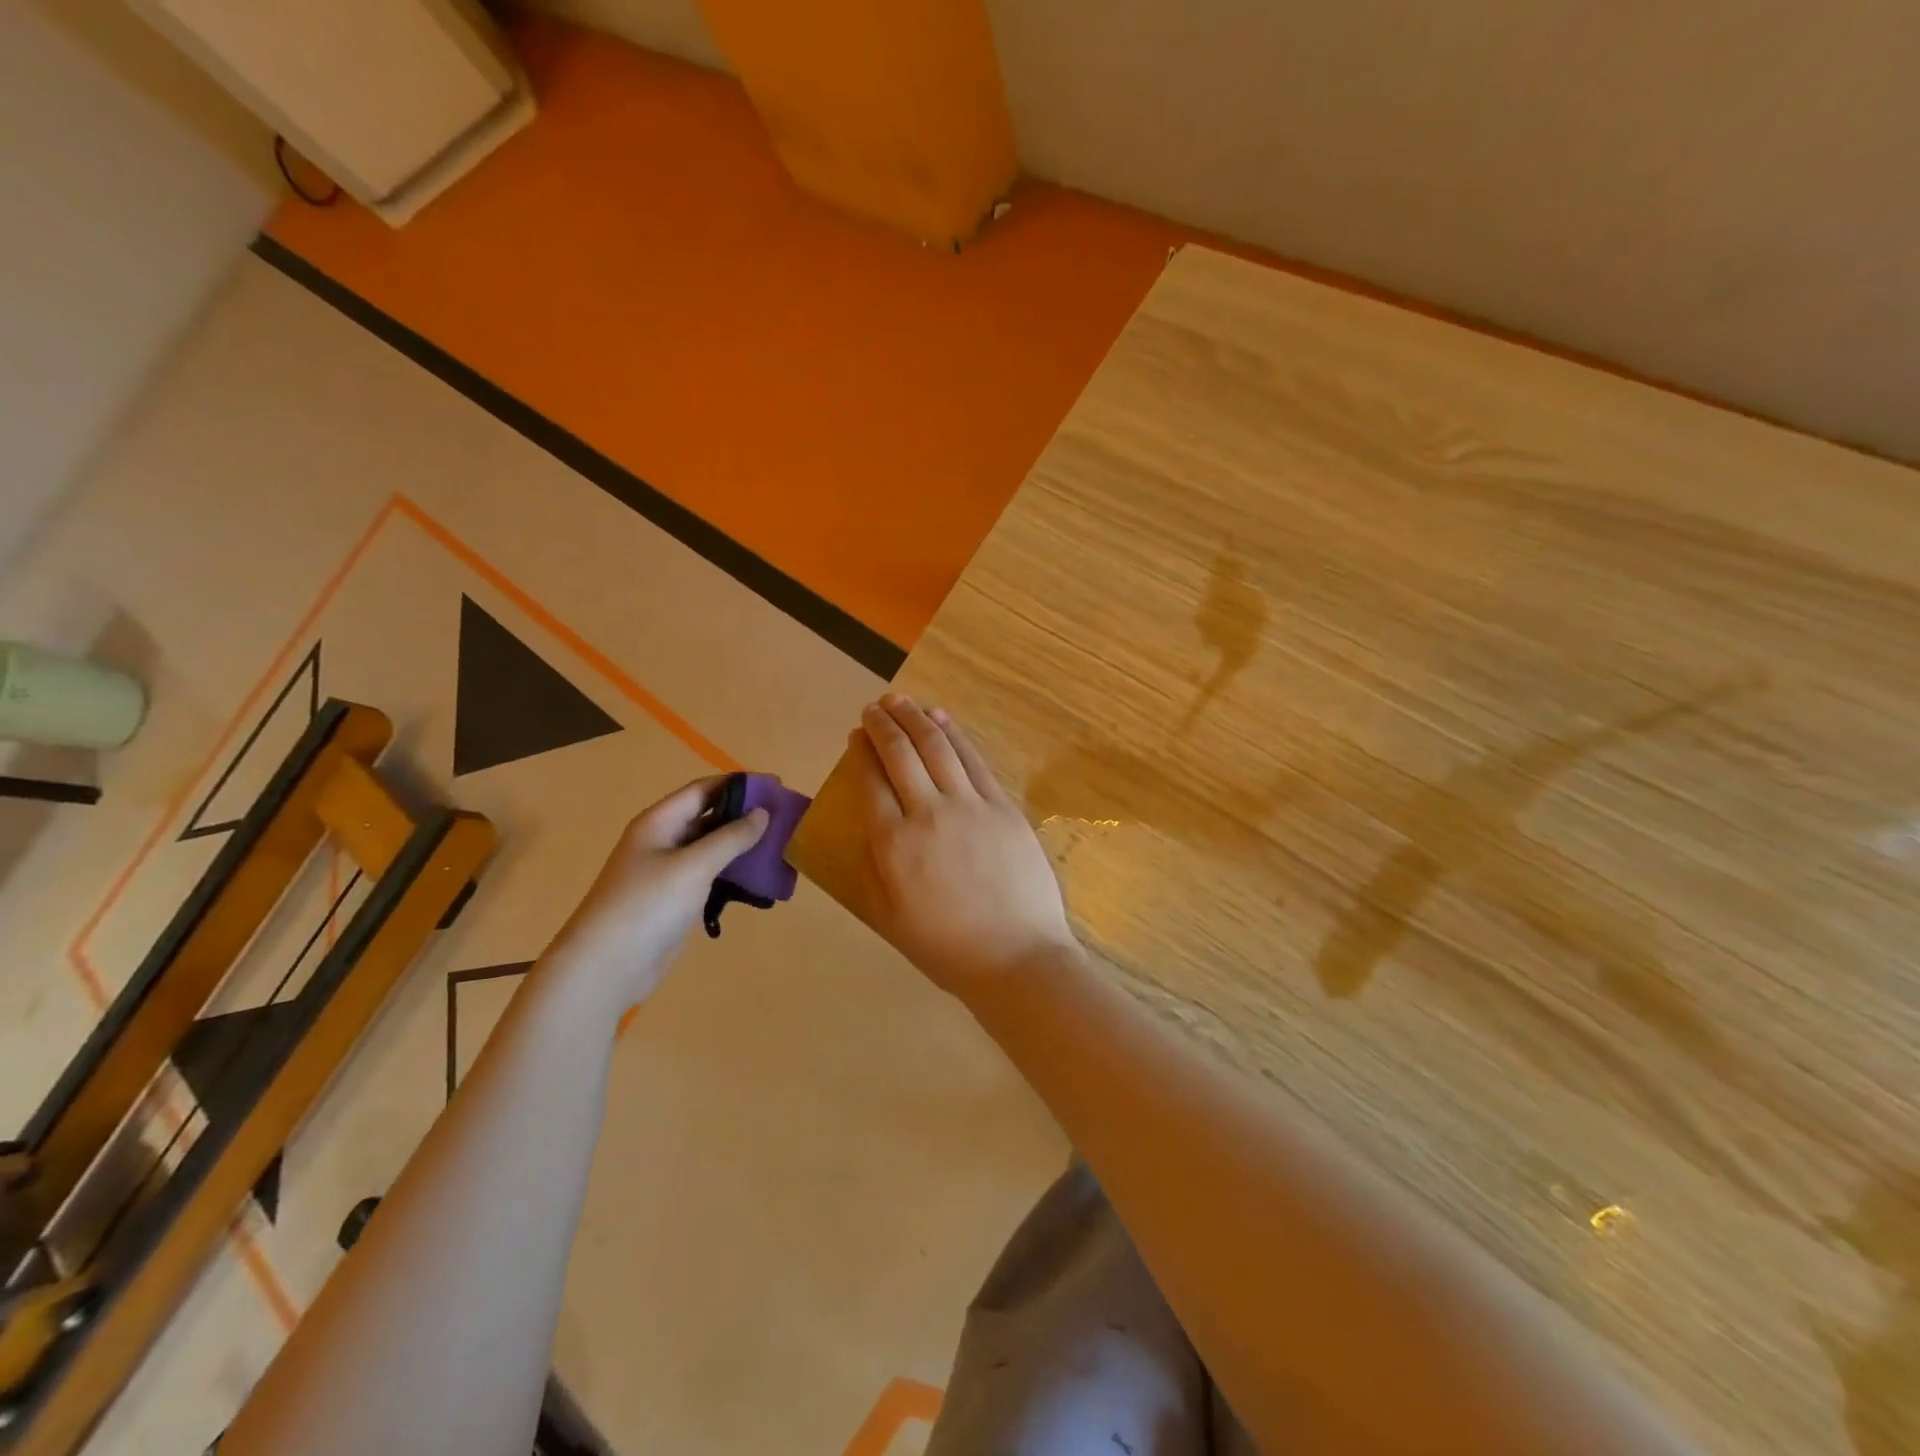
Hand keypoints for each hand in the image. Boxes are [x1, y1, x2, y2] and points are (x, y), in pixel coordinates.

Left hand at [538, 776, 767, 1015]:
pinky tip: (760, 879)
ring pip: (713, 848)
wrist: (606, 967)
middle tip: (785, 817)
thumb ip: (731, 837)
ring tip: (781, 846)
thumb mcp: (694, 865)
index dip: (740, 784)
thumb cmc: (648, 905)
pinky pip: (711, 877)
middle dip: (746, 814)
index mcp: (659, 822)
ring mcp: (668, 873)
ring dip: (743, 846)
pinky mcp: (676, 900)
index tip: (777, 785)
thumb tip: (762, 813)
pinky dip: (735, 874)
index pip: (704, 789)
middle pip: (709, 817)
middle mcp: (663, 841)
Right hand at [852, 695, 1077, 999]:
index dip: (861, 752)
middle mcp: (928, 813)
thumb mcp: (889, 917)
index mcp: (894, 844)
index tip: (856, 735)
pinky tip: (942, 719)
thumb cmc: (946, 948)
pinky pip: (974, 760)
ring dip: (916, 718)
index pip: (870, 782)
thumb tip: (867, 826)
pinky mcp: (1003, 805)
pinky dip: (955, 734)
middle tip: (874, 707)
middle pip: (901, 754)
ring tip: (901, 701)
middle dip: (883, 724)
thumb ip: (873, 867)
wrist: (1016, 958)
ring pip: (938, 747)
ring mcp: (970, 805)